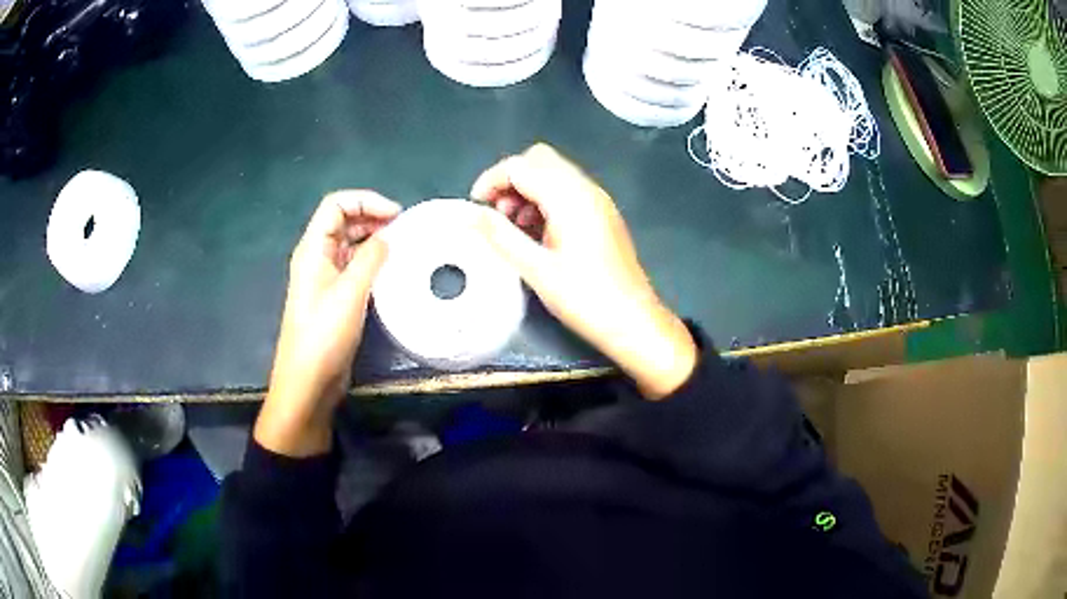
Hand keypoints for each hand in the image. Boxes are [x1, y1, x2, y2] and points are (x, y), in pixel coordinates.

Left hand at [254, 191, 400, 456]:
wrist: (308, 382)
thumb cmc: (324, 336)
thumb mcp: (350, 294)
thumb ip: (370, 259)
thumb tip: (388, 236)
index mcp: (313, 249)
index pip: (336, 206)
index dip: (365, 201)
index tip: (396, 216)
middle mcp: (317, 258)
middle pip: (343, 221)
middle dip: (372, 217)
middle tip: (404, 229)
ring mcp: (324, 278)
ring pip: (349, 244)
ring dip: (373, 239)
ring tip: (402, 246)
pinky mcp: (334, 297)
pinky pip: (353, 267)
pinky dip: (371, 261)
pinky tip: (390, 270)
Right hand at [472, 144, 696, 398]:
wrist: (633, 321)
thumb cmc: (585, 298)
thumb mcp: (535, 269)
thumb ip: (499, 236)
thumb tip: (469, 214)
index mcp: (569, 197)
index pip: (520, 166)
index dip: (491, 180)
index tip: (476, 208)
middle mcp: (586, 189)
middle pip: (539, 160)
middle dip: (510, 180)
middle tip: (497, 215)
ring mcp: (597, 200)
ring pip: (553, 173)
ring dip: (527, 190)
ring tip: (515, 229)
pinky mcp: (602, 214)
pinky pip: (567, 191)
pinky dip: (545, 201)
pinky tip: (538, 234)